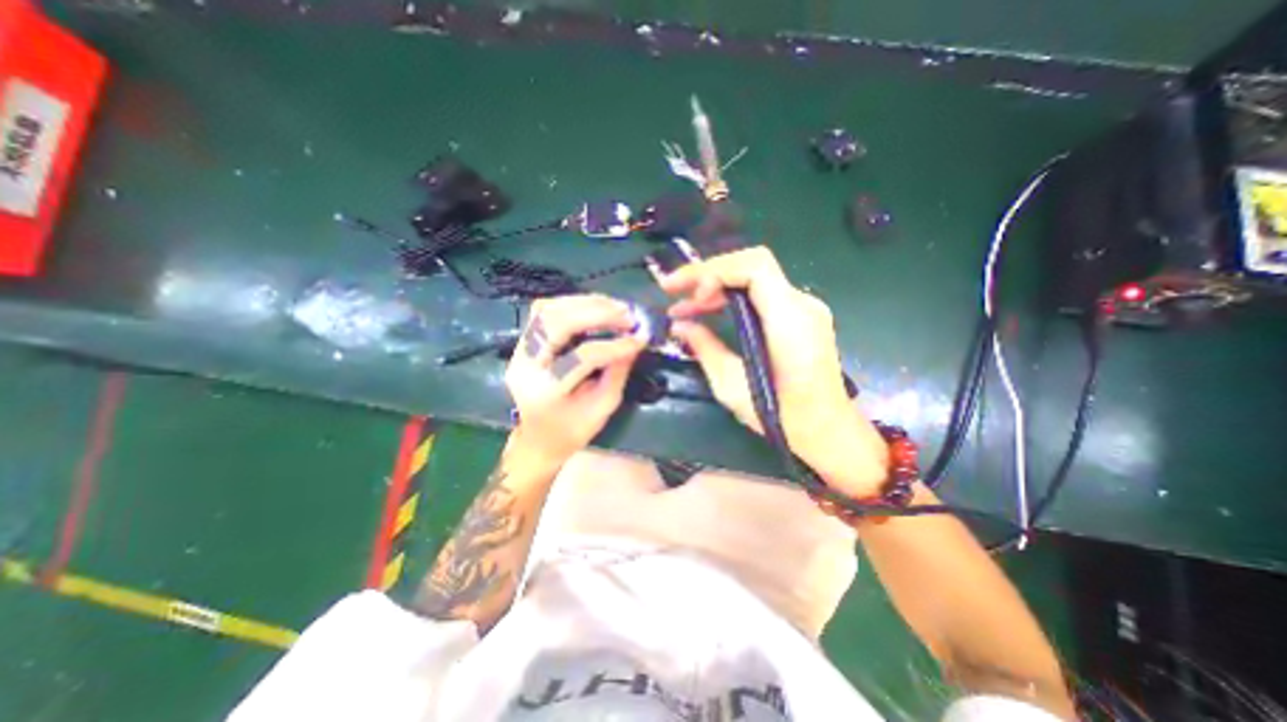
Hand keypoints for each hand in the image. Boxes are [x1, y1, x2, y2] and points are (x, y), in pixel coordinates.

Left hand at [502, 297, 642, 464]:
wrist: (538, 439)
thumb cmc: (573, 431)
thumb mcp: (603, 409)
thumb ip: (618, 372)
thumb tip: (636, 338)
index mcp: (546, 392)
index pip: (582, 357)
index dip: (615, 345)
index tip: (640, 337)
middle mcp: (525, 366)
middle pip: (557, 324)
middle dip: (597, 313)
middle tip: (627, 313)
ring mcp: (518, 350)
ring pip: (548, 310)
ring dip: (585, 302)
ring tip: (615, 306)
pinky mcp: (521, 341)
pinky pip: (543, 311)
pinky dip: (571, 303)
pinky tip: (593, 306)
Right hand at [664, 245, 886, 495]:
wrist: (828, 432)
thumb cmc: (782, 418)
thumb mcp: (733, 386)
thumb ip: (705, 348)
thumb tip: (679, 326)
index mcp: (790, 321)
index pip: (753, 267)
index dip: (712, 269)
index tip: (679, 288)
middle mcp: (803, 305)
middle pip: (751, 267)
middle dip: (708, 276)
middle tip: (673, 295)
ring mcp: (806, 309)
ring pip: (755, 278)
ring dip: (717, 287)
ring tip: (684, 308)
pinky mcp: (802, 318)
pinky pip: (763, 294)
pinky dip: (733, 297)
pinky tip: (712, 312)